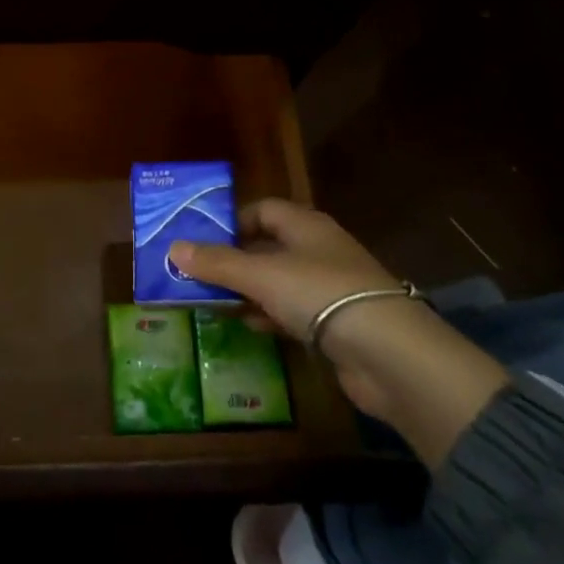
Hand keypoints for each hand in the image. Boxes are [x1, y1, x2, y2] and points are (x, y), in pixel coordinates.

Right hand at [170, 199, 409, 413]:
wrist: (390, 354)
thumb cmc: (321, 295)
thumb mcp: (261, 275)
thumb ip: (218, 263)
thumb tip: (173, 248)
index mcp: (306, 226)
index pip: (264, 210)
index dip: (233, 221)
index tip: (202, 240)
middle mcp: (319, 250)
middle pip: (269, 246)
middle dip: (235, 260)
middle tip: (198, 275)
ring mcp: (330, 288)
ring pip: (279, 282)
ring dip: (249, 291)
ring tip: (214, 302)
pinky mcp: (337, 324)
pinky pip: (293, 312)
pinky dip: (270, 316)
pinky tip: (250, 327)